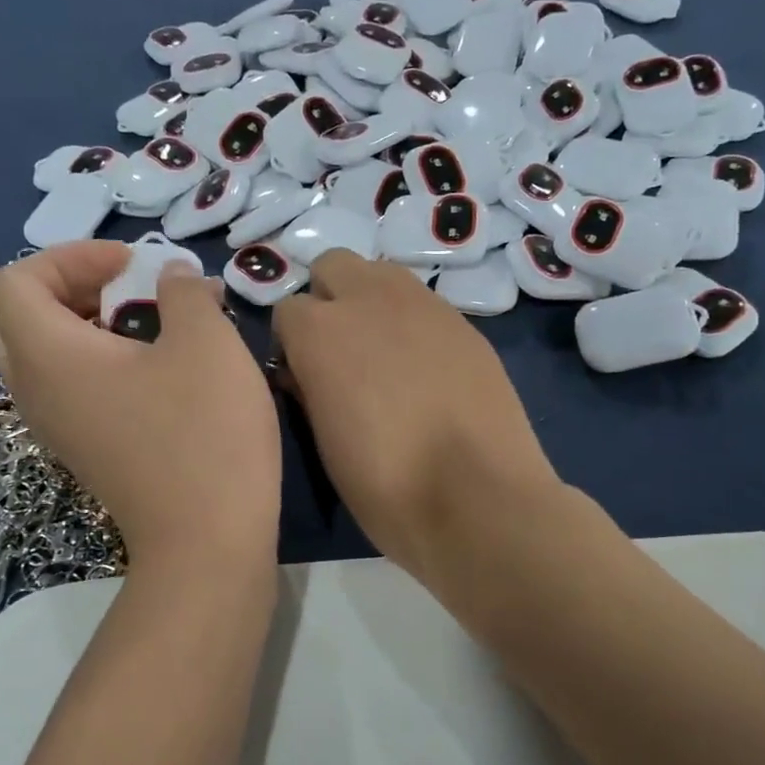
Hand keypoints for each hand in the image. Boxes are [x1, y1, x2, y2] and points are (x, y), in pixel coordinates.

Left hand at [0, 243, 280, 572]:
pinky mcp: (86, 452)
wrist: (208, 542)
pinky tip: (159, 371)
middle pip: (22, 317)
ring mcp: (57, 429)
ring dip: (92, 325)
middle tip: (132, 288)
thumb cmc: (204, 433)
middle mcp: (34, 392)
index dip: (69, 257)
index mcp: (48, 356)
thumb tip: (173, 278)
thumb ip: (184, 292)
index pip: (14, 281)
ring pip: (48, 356)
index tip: (133, 265)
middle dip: (76, 288)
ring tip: (152, 326)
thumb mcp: (207, 343)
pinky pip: (71, 389)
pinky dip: (102, 363)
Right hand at [271, 251, 558, 580]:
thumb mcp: (323, 443)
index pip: (286, 311)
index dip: (292, 346)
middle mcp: (369, 299)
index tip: (305, 381)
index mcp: (321, 332)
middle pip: (333, 266)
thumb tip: (309, 371)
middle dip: (328, 300)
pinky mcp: (465, 323)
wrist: (478, 498)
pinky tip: (428, 369)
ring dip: (371, 301)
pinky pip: (424, 304)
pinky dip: (413, 323)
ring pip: (382, 274)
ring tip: (385, 356)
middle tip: (341, 354)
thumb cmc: (386, 487)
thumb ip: (310, 389)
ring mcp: (424, 305)